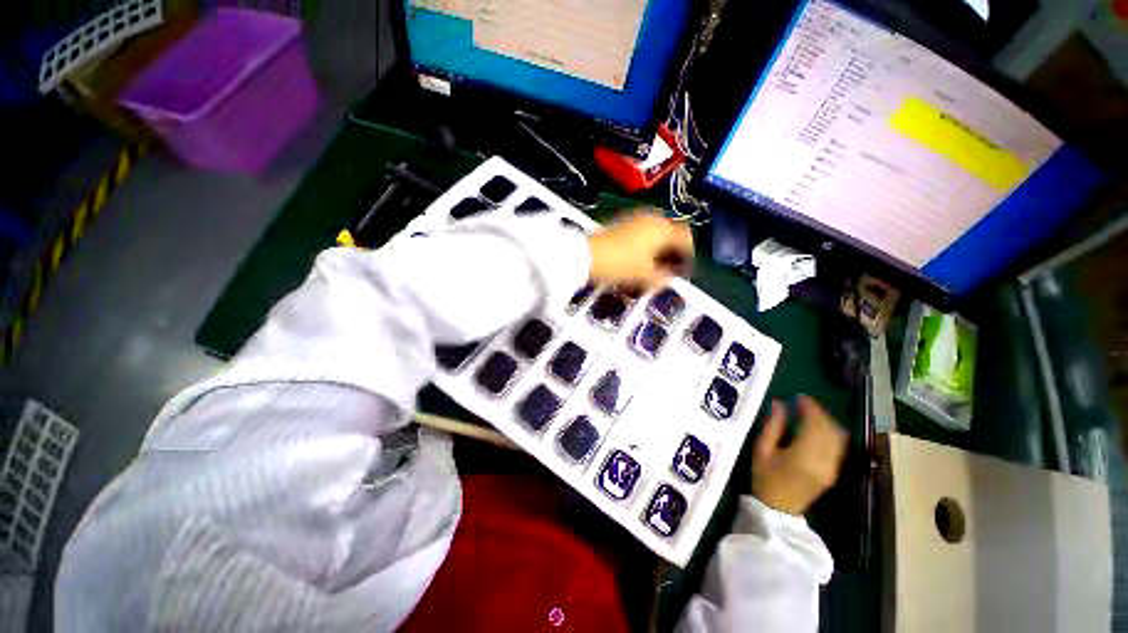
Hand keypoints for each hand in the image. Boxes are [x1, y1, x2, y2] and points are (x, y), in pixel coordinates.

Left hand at [587, 211, 693, 289]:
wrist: (587, 254)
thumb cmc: (620, 264)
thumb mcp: (645, 276)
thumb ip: (663, 278)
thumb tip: (671, 278)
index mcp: (663, 229)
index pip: (686, 238)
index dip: (689, 255)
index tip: (686, 269)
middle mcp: (652, 218)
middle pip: (672, 232)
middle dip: (674, 249)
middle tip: (672, 266)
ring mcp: (635, 218)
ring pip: (656, 231)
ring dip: (660, 246)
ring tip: (656, 264)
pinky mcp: (622, 221)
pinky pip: (643, 230)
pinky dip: (647, 242)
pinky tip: (640, 256)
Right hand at [752, 396, 847, 516]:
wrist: (778, 509)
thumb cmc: (765, 477)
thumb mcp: (761, 449)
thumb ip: (772, 426)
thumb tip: (779, 404)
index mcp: (804, 454)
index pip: (815, 424)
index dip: (810, 407)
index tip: (799, 397)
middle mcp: (824, 459)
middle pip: (829, 429)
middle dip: (819, 412)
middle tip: (803, 403)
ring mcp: (832, 466)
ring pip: (838, 437)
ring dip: (826, 421)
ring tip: (810, 414)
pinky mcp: (834, 471)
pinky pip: (838, 446)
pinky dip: (830, 432)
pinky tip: (817, 429)